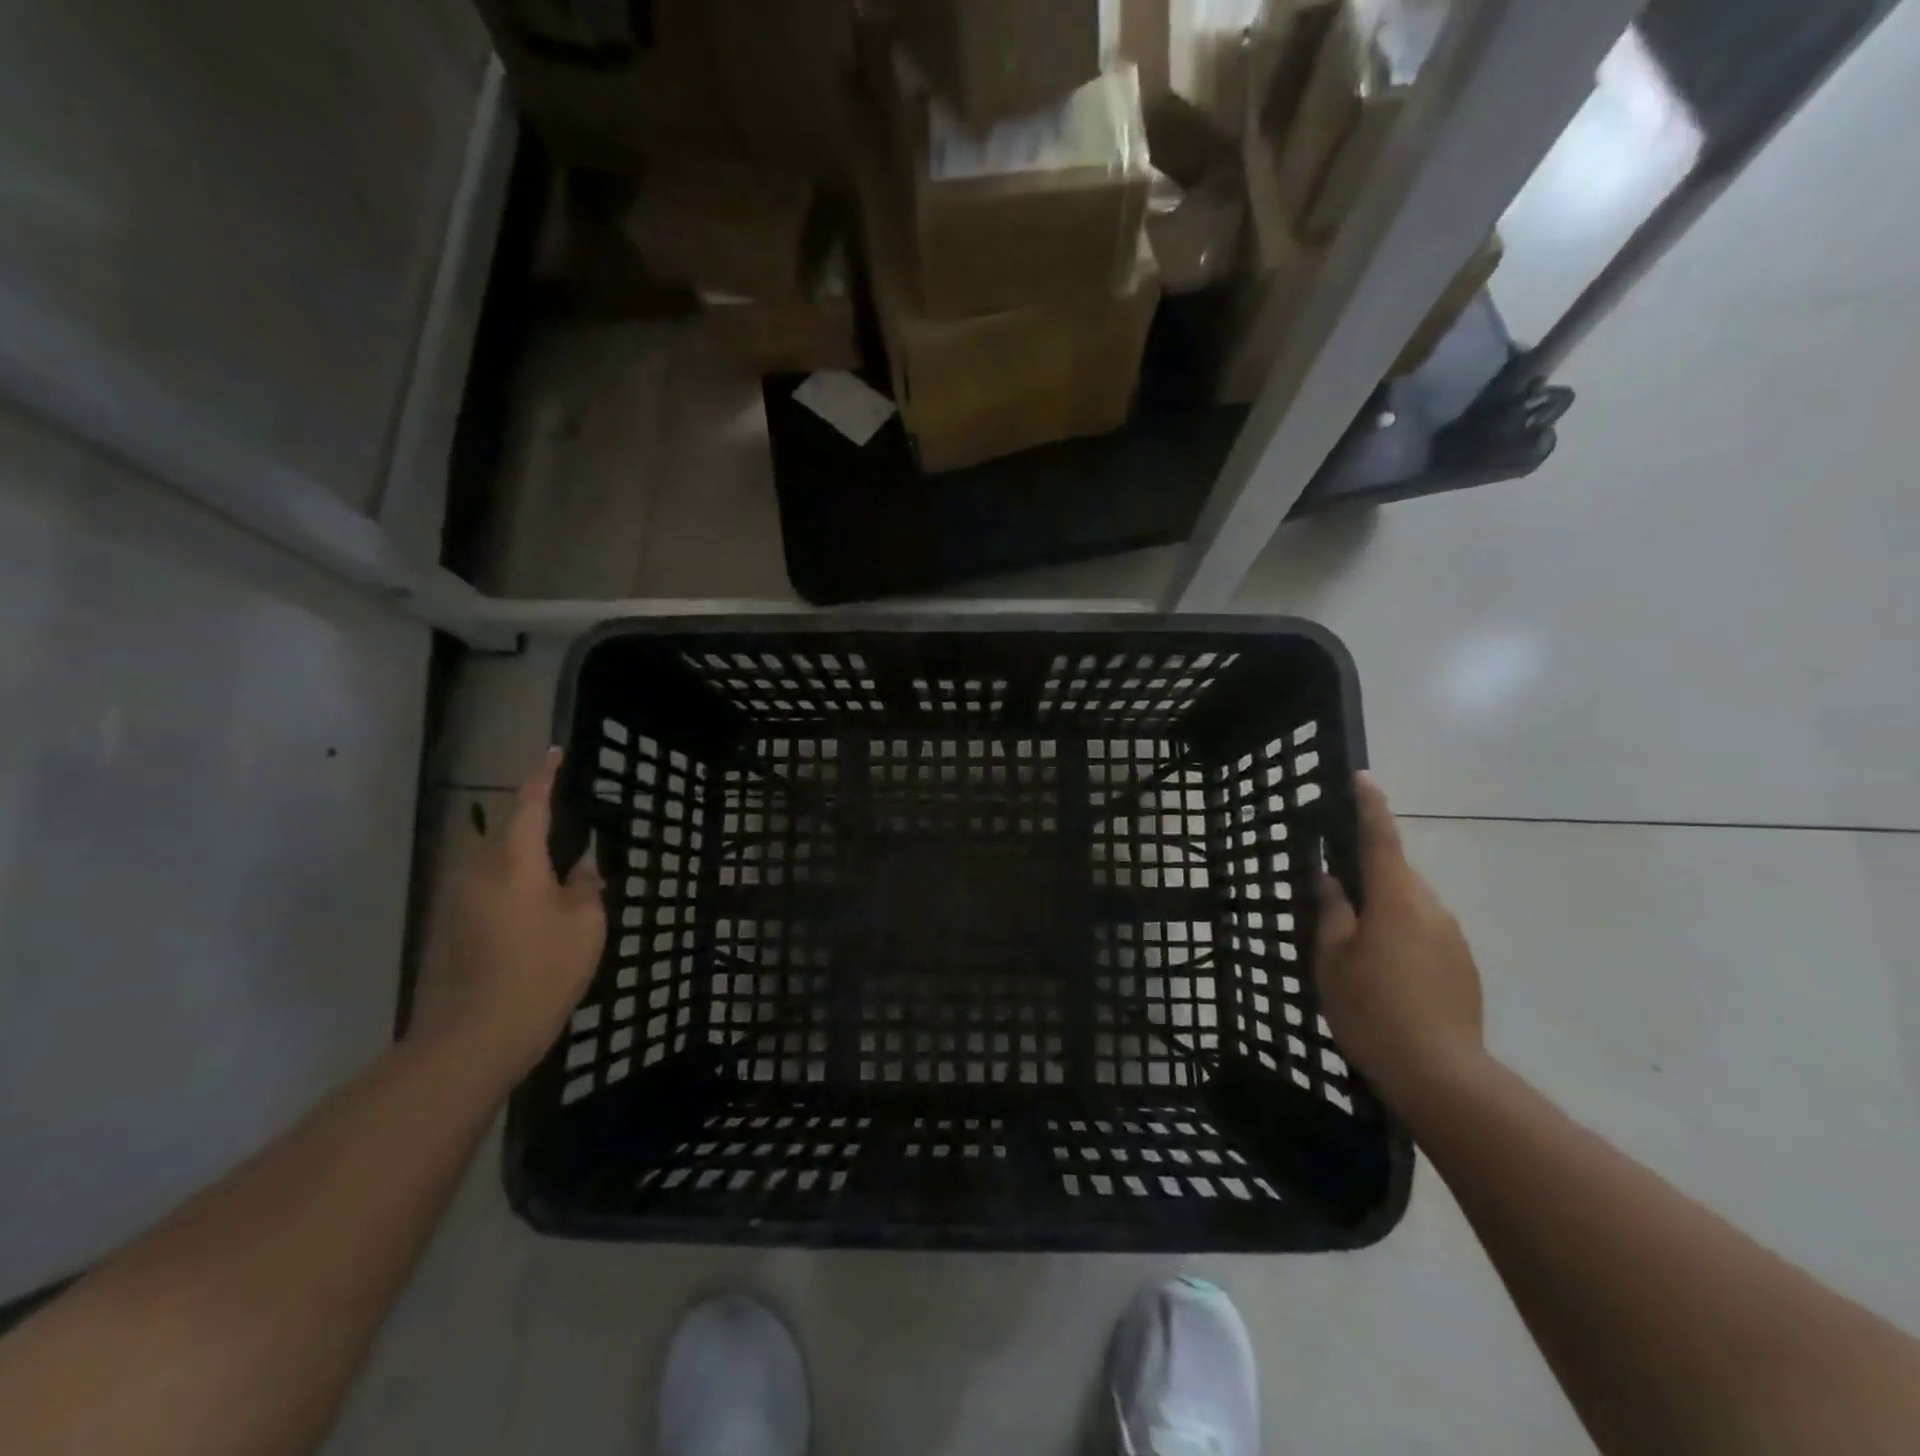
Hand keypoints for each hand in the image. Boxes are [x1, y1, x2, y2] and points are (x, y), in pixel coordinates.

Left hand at [412, 749, 606, 1082]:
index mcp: (514, 861)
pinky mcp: (449, 928)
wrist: (475, 1037)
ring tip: (558, 881)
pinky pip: (487, 890)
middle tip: (571, 836)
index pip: (529, 803)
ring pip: (496, 864)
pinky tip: (535, 917)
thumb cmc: (541, 971)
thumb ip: (586, 886)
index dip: (544, 776)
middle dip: (535, 828)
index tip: (554, 752)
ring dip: (524, 864)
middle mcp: (477, 871)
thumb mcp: (585, 925)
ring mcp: (457, 900)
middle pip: (507, 834)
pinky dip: (512, 890)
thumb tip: (583, 867)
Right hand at [1315, 773, 1484, 1108]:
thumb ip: (1332, 912)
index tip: (1362, 778)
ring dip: (1383, 909)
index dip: (1369, 807)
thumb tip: (1330, 878)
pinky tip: (1383, 971)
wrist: (1441, 1075)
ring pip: (1410, 906)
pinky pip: (1425, 933)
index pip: (1381, 839)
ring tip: (1354, 942)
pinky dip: (1401, 936)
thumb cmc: (1372, 1009)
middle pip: (1395, 874)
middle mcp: (1431, 908)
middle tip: (1333, 889)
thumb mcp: (1333, 959)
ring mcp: (1453, 938)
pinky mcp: (1464, 966)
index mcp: (1396, 899)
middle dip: (1367, 873)